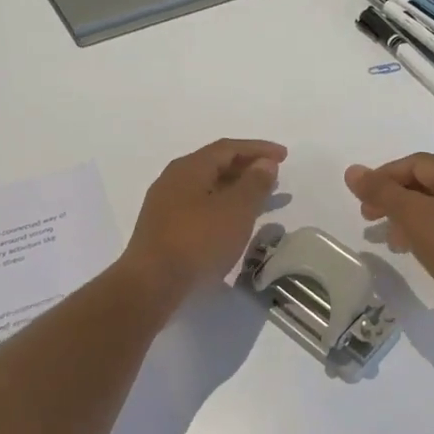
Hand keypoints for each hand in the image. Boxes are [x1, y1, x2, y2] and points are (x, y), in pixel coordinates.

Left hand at [123, 139, 286, 300]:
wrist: (150, 285)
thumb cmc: (198, 240)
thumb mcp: (236, 210)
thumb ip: (254, 183)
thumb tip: (265, 163)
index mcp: (190, 167)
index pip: (228, 148)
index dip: (258, 149)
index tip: (283, 156)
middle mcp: (174, 178)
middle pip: (215, 164)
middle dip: (247, 167)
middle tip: (273, 176)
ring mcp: (164, 204)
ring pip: (206, 187)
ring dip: (235, 188)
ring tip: (258, 199)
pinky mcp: (162, 228)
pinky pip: (198, 206)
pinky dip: (221, 206)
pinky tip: (231, 222)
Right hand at [345, 154, 433, 342]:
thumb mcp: (418, 219)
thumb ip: (384, 194)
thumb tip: (352, 171)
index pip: (418, 163)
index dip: (386, 175)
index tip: (363, 197)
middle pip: (428, 184)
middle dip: (395, 198)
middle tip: (369, 217)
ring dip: (409, 218)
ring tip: (390, 240)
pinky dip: (428, 234)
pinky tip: (418, 253)